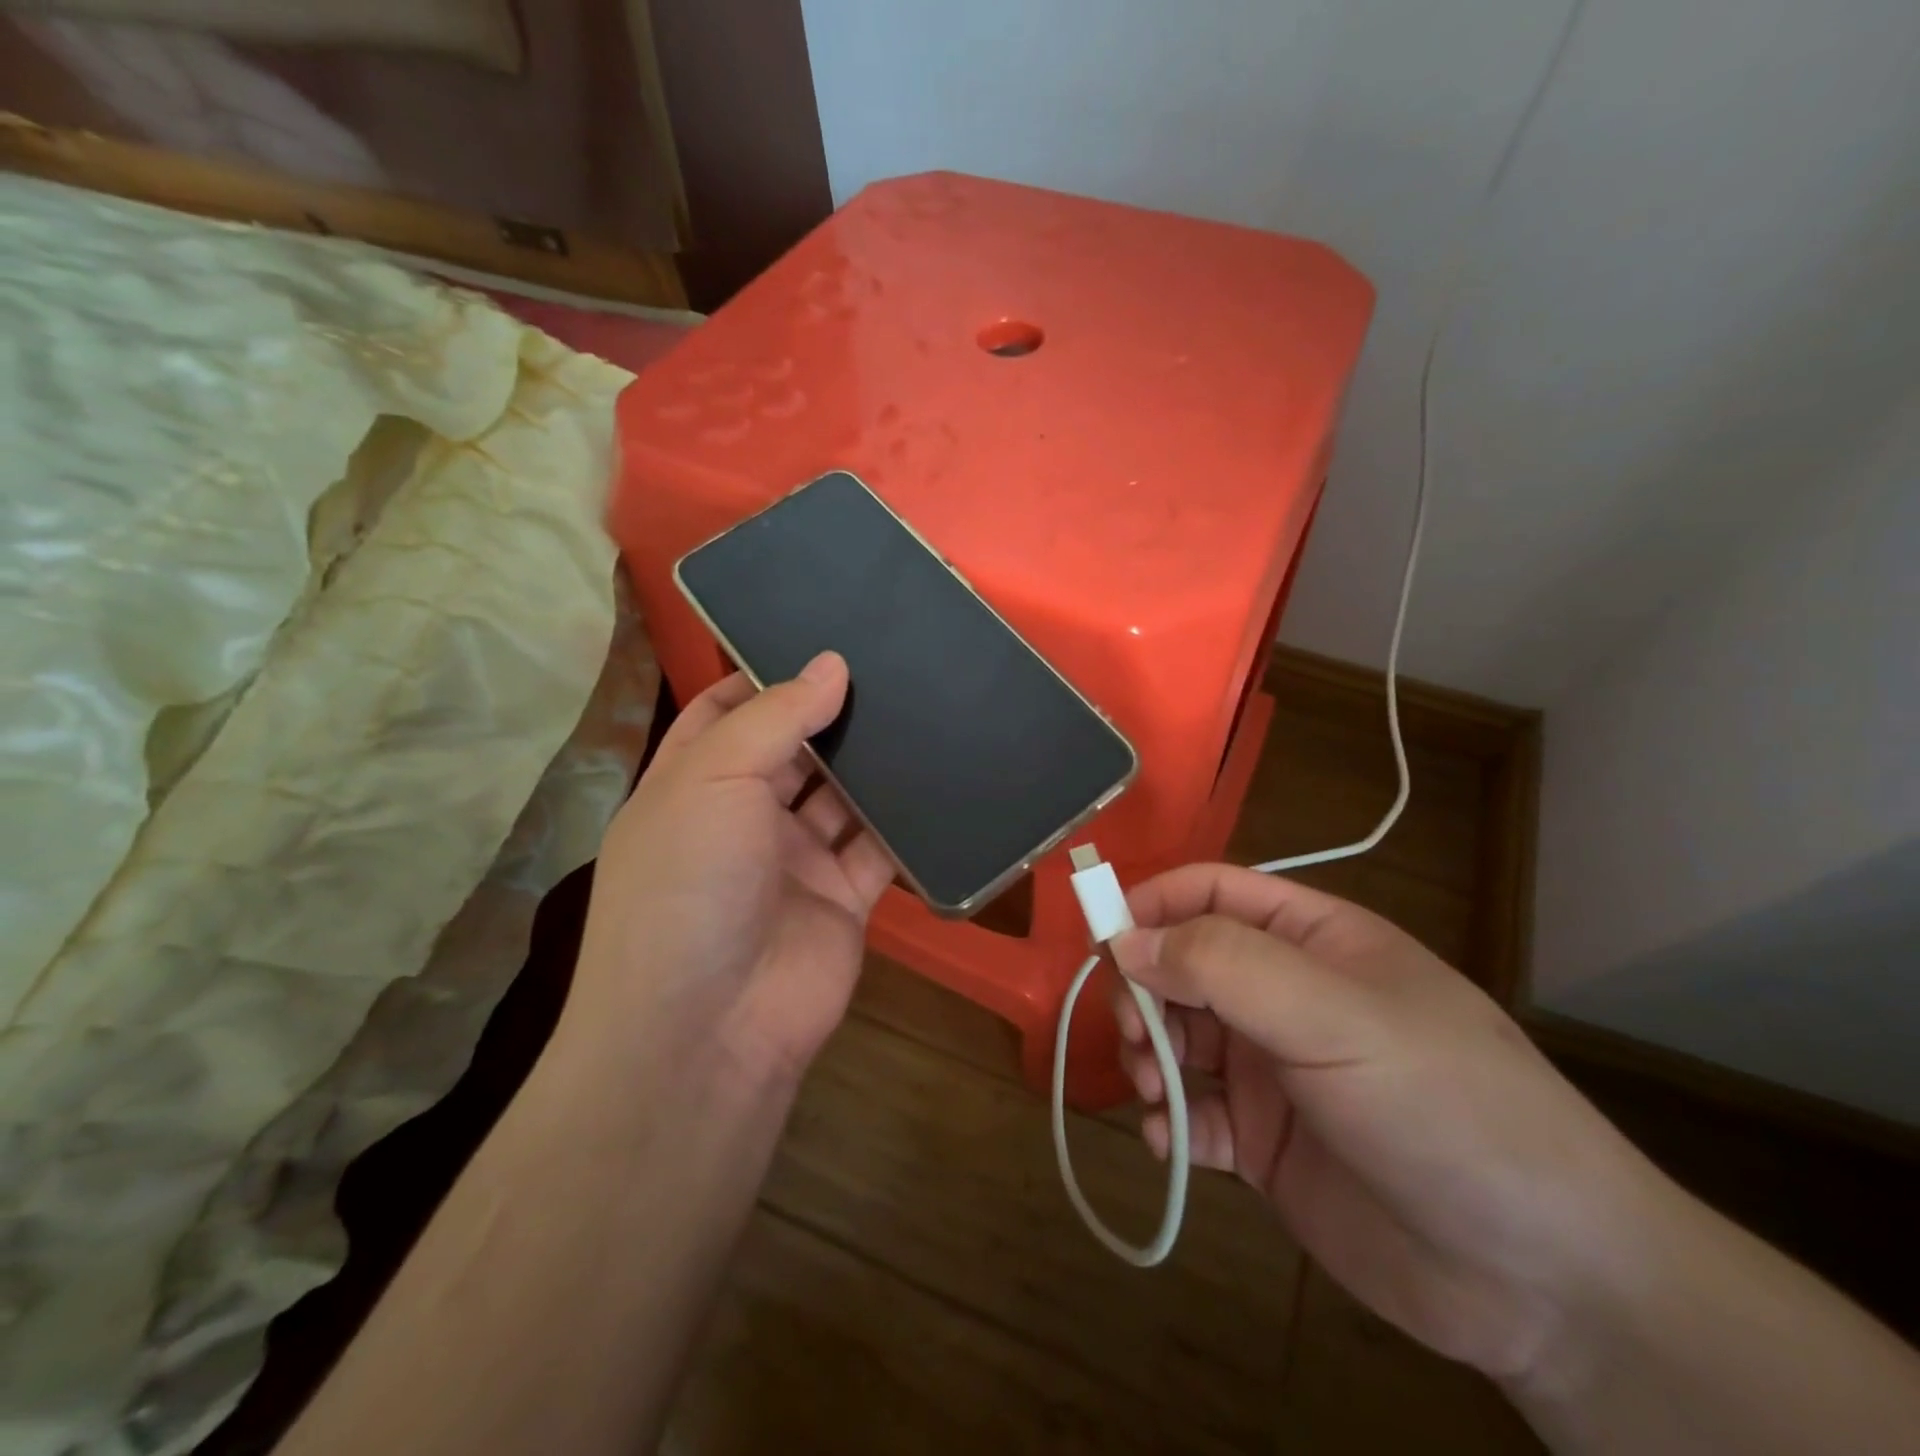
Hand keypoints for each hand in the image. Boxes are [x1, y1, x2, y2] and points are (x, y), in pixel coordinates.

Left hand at [560, 653, 893, 1088]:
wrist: (710, 1029)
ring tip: (924, 705)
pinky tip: (942, 776)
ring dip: (874, 762)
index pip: (727, 711)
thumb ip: (775, 718)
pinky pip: (880, 847)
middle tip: (892, 664)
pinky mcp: (844, 897)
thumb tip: (832, 664)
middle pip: (795, 749)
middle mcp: (743, 817)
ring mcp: (795, 859)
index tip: (821, 638)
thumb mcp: (712, 781)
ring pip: (843, 795)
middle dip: (833, 713)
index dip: (767, 675)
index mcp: (693, 783)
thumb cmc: (687, 886)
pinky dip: (906, 820)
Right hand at [1109, 864, 1661, 1384]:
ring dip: (1150, 1056)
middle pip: (1184, 965)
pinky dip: (1169, 1121)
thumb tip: (1126, 940)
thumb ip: (1224, 966)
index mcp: (1312, 941)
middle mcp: (1287, 996)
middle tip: (1137, 1033)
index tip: (1106, 941)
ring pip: (1180, 1038)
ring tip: (1153, 1090)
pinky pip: (1194, 1114)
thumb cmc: (1441, 1105)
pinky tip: (1167, 1140)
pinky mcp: (1266, 1143)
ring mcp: (1274, 1070)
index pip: (1213, 893)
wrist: (1548, 1282)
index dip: (1155, 905)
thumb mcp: (1333, 1015)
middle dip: (1147, 991)